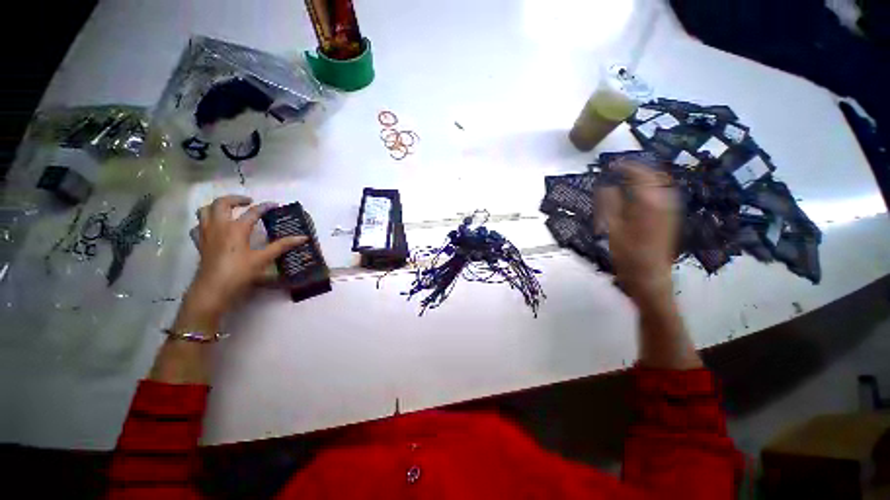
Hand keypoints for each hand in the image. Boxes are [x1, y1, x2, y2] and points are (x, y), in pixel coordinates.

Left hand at [187, 195, 306, 319]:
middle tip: (248, 202)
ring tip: (229, 210)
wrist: (213, 289)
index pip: (252, 212)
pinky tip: (214, 227)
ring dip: (217, 206)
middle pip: (222, 203)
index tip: (275, 205)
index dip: (265, 207)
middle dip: (236, 199)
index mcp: (236, 229)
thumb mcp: (263, 259)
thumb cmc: (239, 273)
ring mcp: (206, 234)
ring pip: (205, 210)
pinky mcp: (200, 243)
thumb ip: (282, 246)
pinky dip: (205, 222)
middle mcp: (219, 226)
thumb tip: (303, 238)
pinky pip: (198, 226)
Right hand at [597, 162, 679, 303]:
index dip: (625, 166)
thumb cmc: (627, 253)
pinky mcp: (669, 217)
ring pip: (659, 184)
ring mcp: (670, 208)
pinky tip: (637, 194)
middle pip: (653, 175)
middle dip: (636, 169)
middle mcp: (664, 200)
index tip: (612, 164)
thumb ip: (609, 203)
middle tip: (618, 170)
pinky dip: (649, 188)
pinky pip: (661, 194)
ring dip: (643, 177)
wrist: (649, 275)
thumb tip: (605, 185)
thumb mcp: (612, 227)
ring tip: (626, 179)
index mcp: (649, 201)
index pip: (639, 174)